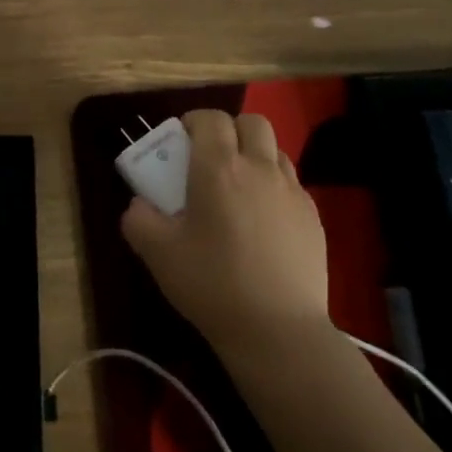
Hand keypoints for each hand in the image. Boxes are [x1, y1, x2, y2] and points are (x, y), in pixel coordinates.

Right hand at [121, 110, 330, 362]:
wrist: (279, 332)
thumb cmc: (213, 284)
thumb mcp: (157, 253)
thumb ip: (138, 219)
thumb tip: (140, 204)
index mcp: (219, 168)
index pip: (210, 119)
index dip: (193, 122)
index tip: (180, 143)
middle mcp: (260, 168)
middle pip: (251, 122)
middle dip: (229, 130)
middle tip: (210, 159)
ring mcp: (292, 192)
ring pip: (275, 150)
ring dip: (254, 155)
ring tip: (238, 189)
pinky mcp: (314, 217)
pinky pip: (291, 184)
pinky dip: (274, 186)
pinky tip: (262, 222)